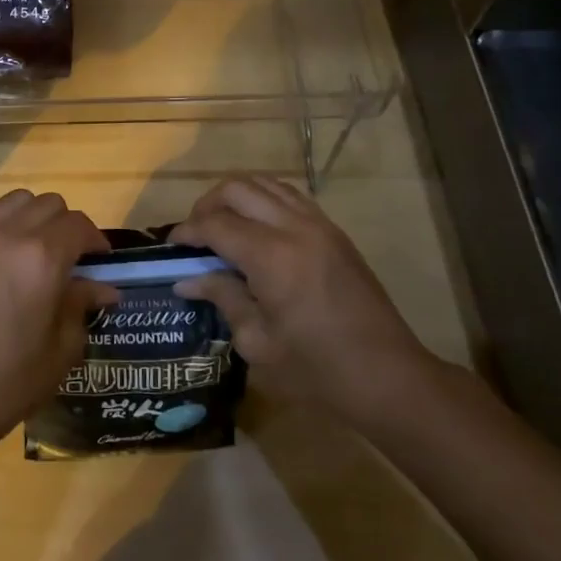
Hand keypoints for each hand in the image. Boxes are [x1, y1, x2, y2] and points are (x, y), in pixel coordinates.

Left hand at [0, 191, 118, 450]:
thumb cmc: (11, 380)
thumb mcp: (62, 348)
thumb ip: (82, 305)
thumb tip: (102, 287)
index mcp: (42, 258)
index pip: (78, 225)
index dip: (94, 239)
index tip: (97, 260)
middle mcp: (7, 234)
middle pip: (47, 204)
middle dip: (64, 226)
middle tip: (65, 256)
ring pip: (12, 201)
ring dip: (29, 217)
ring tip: (28, 247)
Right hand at [172, 177, 443, 430]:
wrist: (388, 376)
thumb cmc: (317, 370)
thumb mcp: (258, 342)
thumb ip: (222, 299)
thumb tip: (187, 281)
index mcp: (272, 257)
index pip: (216, 224)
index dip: (188, 231)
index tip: (172, 246)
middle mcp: (294, 228)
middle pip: (237, 189)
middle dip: (208, 205)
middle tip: (197, 235)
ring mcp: (319, 225)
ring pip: (265, 183)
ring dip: (237, 198)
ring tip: (224, 226)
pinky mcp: (335, 232)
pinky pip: (290, 196)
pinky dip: (264, 200)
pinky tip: (257, 229)